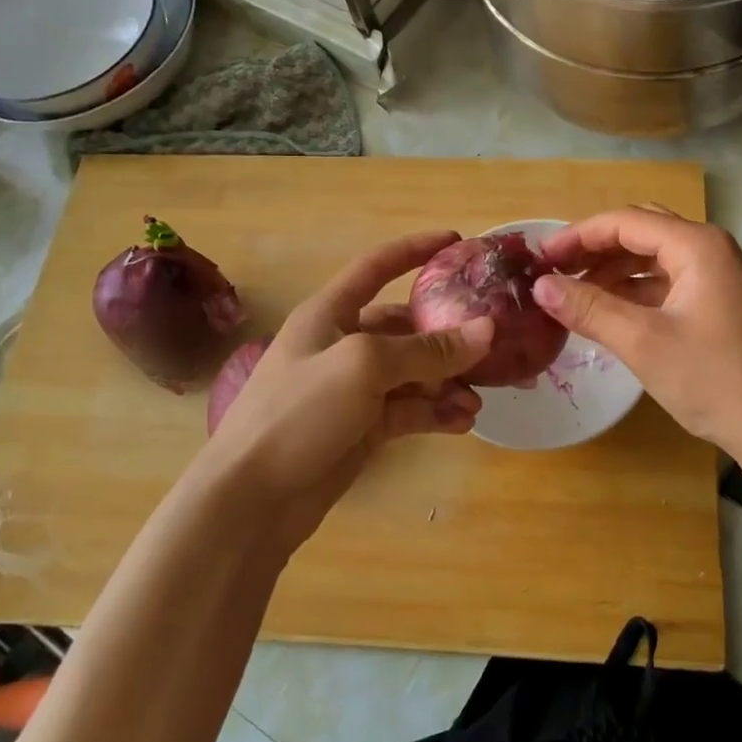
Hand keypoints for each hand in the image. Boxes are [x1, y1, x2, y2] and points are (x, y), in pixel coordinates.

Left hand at [194, 230, 492, 549]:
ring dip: (447, 383)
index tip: (457, 241)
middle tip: (490, 346)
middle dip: (447, 336)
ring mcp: (353, 390)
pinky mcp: (362, 429)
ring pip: (413, 374)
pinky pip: (409, 411)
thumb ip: (427, 350)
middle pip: (405, 328)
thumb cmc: (298, 413)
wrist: (251, 500)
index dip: (414, 250)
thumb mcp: (364, 367)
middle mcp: (343, 345)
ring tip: (477, 400)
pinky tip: (462, 423)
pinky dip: (436, 414)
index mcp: (330, 313)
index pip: (376, 266)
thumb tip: (487, 330)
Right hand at [533, 207, 741, 463]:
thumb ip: (590, 309)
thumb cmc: (716, 380)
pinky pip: (668, 284)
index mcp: (697, 246)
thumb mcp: (644, 343)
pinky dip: (635, 293)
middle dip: (595, 249)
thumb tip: (539, 286)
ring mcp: (719, 278)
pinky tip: (609, 313)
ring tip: (573, 294)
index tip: (540, 258)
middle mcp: (710, 250)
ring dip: (613, 271)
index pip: (625, 221)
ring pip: (654, 260)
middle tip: (555, 273)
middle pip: (641, 233)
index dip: (578, 236)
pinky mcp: (720, 304)